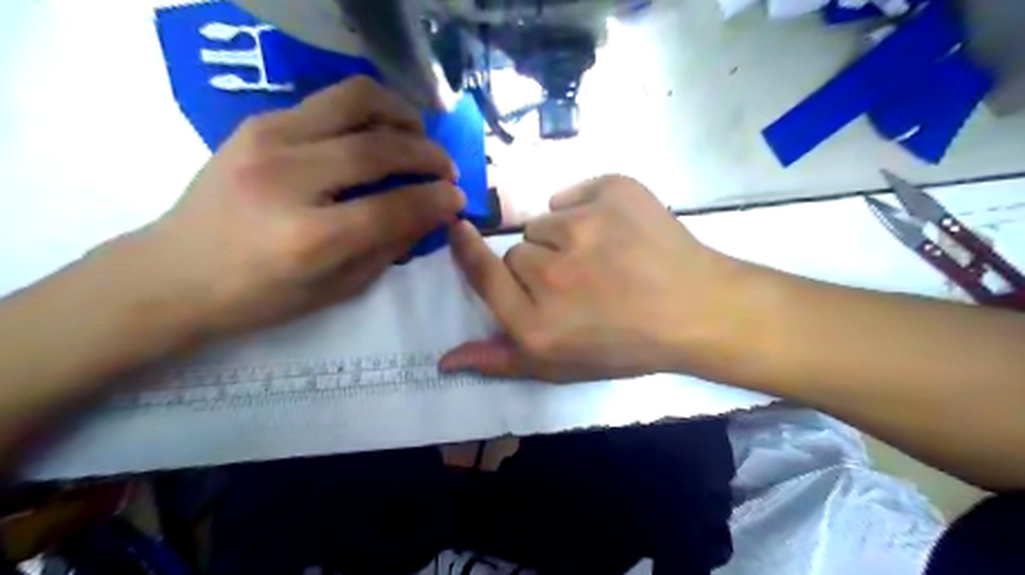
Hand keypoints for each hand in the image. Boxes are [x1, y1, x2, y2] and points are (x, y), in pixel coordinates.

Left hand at [128, 74, 465, 338]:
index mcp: (309, 238)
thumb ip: (391, 248)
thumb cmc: (261, 296)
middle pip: (380, 148)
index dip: (437, 200)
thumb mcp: (338, 289)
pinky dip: (369, 111)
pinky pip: (330, 101)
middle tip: (447, 169)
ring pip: (357, 101)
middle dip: (429, 155)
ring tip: (418, 136)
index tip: (459, 198)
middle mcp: (288, 179)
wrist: (175, 273)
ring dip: (402, 115)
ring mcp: (267, 141)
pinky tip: (381, 132)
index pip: (393, 206)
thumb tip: (434, 213)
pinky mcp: (257, 122)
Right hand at [438, 176, 744, 381]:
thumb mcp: (561, 367)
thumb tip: (444, 358)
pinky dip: (587, 208)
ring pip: (544, 222)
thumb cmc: (628, 345)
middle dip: (538, 265)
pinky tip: (615, 232)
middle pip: (516, 251)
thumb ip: (500, 359)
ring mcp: (583, 227)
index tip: (460, 231)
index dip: (468, 251)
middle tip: (577, 281)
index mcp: (536, 323)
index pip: (482, 275)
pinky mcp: (613, 192)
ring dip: (563, 237)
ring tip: (601, 258)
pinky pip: (573, 194)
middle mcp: (551, 275)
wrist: (697, 310)